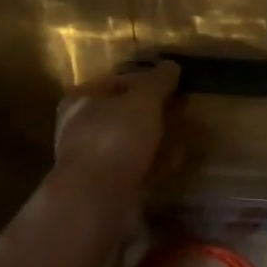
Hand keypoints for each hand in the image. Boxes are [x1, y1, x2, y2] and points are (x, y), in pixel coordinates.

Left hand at [52, 61, 179, 226]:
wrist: (98, 201)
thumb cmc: (115, 137)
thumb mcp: (143, 99)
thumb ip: (158, 81)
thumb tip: (171, 65)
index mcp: (81, 100)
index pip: (116, 81)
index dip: (145, 80)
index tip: (172, 84)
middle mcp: (81, 128)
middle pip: (124, 113)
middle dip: (153, 112)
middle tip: (181, 109)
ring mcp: (94, 161)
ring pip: (131, 142)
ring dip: (157, 138)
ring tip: (185, 132)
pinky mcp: (108, 188)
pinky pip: (138, 168)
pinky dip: (157, 163)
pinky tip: (178, 159)